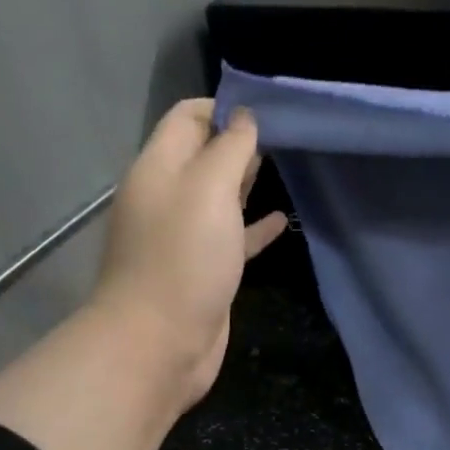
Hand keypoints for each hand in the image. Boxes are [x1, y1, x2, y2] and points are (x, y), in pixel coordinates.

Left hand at [93, 99, 286, 411]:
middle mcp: (168, 197)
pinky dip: (254, 226)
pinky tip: (281, 221)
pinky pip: (232, 237)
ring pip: (220, 197)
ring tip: (289, 168)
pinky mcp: (205, 269)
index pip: (188, 118)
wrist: (159, 343)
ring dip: (248, 181)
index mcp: (159, 169)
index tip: (269, 111)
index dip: (224, 107)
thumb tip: (245, 117)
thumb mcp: (208, 190)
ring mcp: (186, 236)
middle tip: (287, 136)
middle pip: (204, 155)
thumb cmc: (183, 258)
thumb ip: (229, 149)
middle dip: (240, 141)